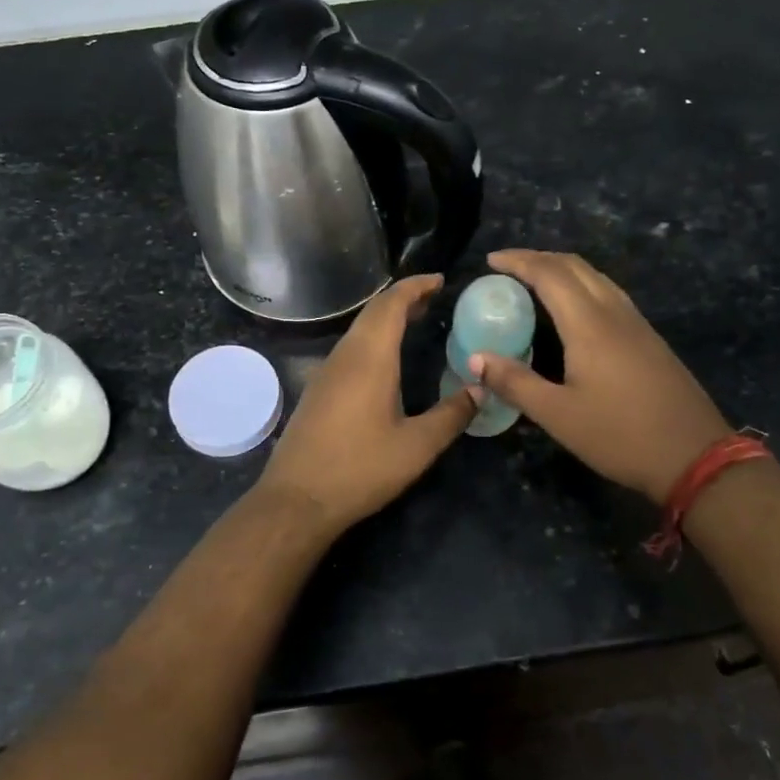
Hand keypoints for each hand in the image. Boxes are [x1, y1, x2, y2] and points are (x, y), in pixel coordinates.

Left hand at [255, 275, 476, 535]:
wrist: (297, 499)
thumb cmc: (360, 469)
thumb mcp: (417, 447)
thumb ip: (452, 415)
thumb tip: (482, 389)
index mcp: (370, 358)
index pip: (392, 304)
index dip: (416, 286)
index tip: (440, 280)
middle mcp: (345, 355)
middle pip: (373, 312)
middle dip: (404, 298)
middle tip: (434, 298)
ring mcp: (326, 371)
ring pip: (359, 329)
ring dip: (386, 318)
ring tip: (416, 321)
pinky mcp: (318, 389)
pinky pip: (349, 347)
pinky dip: (373, 338)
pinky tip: (386, 359)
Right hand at [471, 249, 731, 501]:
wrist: (696, 456)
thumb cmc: (620, 436)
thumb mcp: (558, 415)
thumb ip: (515, 382)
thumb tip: (475, 358)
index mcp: (589, 325)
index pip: (549, 274)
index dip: (519, 261)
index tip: (491, 260)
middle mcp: (614, 313)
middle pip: (575, 266)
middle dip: (539, 258)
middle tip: (508, 267)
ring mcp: (637, 324)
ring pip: (596, 277)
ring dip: (562, 269)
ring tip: (535, 280)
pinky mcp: (649, 338)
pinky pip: (609, 293)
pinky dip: (581, 285)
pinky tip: (573, 309)